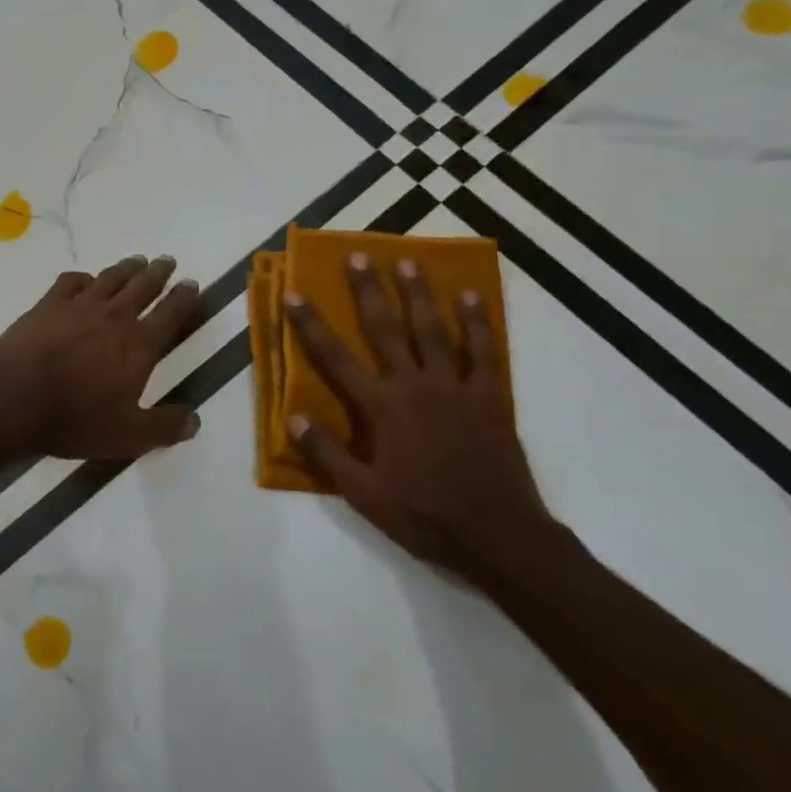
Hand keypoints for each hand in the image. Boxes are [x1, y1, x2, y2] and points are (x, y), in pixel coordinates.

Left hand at [0, 255, 202, 459]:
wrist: (13, 398)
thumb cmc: (75, 419)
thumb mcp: (128, 436)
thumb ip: (164, 427)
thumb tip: (195, 420)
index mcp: (138, 346)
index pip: (170, 315)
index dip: (183, 298)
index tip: (191, 283)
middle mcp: (114, 317)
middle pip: (142, 287)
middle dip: (158, 272)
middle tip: (167, 260)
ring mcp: (78, 307)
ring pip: (110, 278)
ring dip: (126, 268)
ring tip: (137, 261)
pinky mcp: (47, 305)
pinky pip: (70, 282)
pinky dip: (83, 278)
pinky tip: (85, 280)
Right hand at [283, 254, 552, 585]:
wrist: (498, 535)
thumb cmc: (424, 515)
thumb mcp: (363, 494)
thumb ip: (327, 453)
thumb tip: (292, 416)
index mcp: (381, 409)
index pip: (335, 359)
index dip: (311, 325)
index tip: (294, 294)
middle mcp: (415, 386)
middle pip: (386, 329)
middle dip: (369, 291)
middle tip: (359, 256)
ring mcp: (455, 387)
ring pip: (433, 330)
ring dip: (419, 294)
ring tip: (409, 262)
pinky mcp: (488, 397)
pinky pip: (483, 351)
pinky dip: (478, 323)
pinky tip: (473, 297)